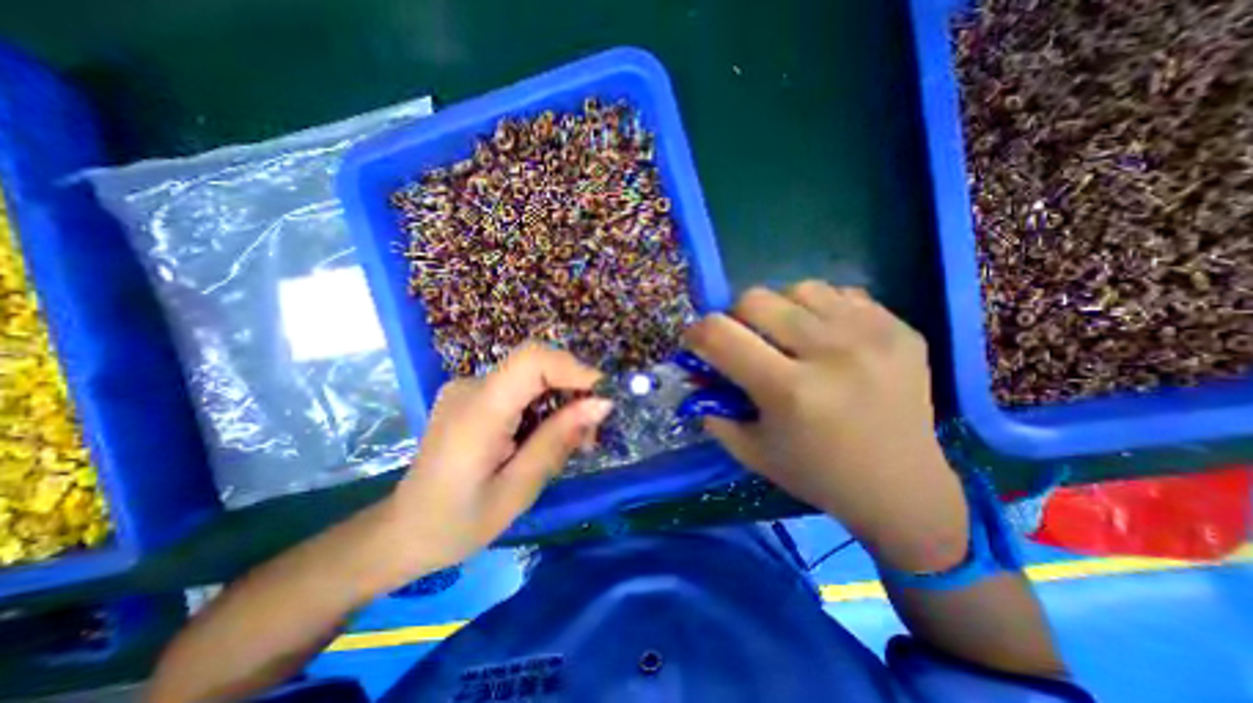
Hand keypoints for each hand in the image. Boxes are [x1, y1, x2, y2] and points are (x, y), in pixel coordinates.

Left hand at [384, 345, 614, 578]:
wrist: (404, 531)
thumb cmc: (458, 523)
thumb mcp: (517, 489)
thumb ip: (557, 441)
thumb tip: (600, 404)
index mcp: (478, 412)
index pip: (531, 361)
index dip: (573, 368)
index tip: (602, 395)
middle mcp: (471, 388)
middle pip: (537, 367)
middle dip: (573, 391)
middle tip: (590, 434)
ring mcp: (469, 389)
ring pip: (533, 378)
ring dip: (561, 402)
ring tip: (573, 442)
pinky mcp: (474, 396)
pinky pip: (521, 389)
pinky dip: (544, 406)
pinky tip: (546, 436)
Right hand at [684, 281, 966, 571]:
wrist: (903, 487)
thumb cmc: (815, 474)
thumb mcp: (750, 448)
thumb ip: (712, 407)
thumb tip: (694, 371)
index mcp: (790, 391)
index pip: (719, 333)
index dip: (697, 333)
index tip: (698, 343)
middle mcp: (831, 354)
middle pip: (755, 298)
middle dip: (736, 318)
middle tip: (746, 342)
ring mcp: (872, 334)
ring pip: (797, 288)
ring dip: (780, 310)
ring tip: (790, 338)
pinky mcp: (900, 328)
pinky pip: (839, 294)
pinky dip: (819, 310)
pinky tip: (827, 339)